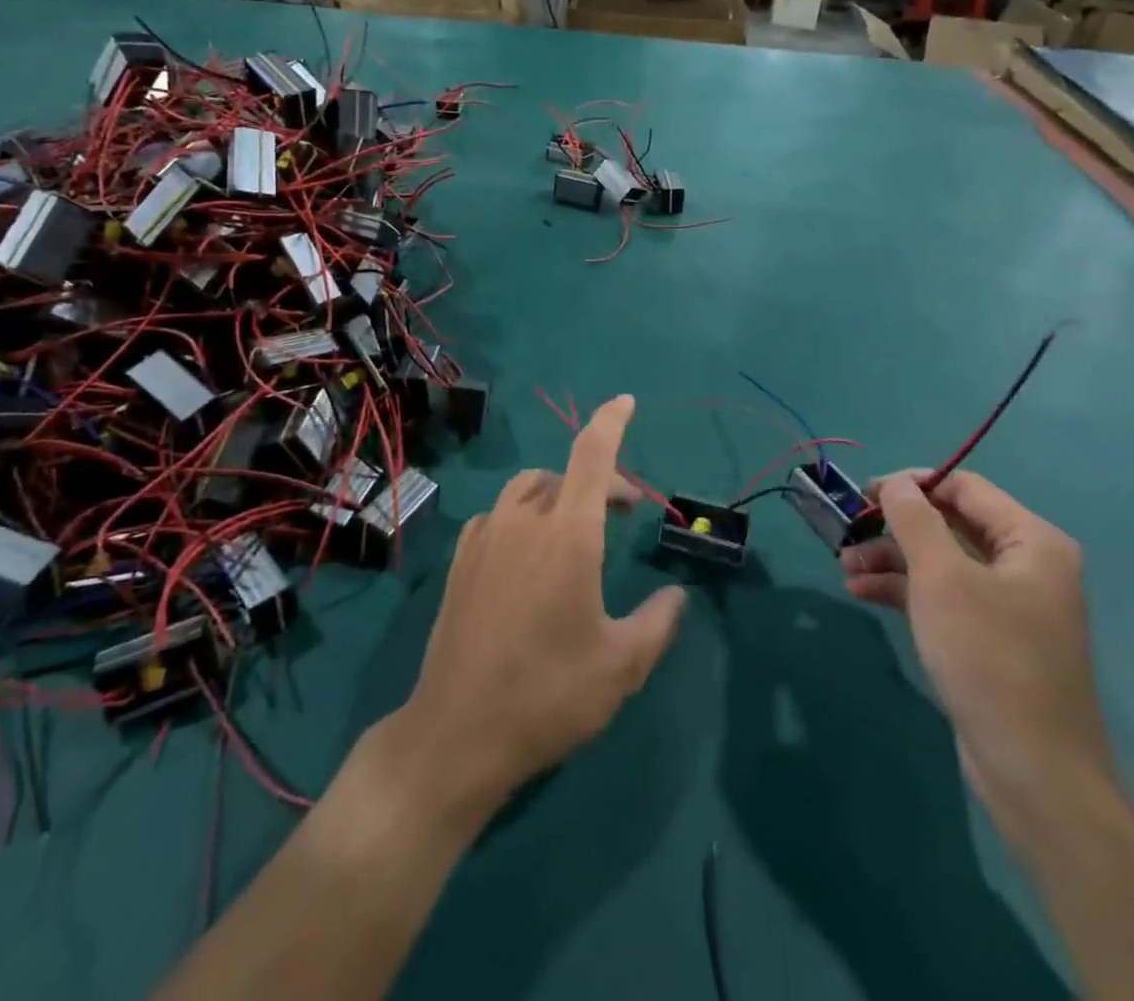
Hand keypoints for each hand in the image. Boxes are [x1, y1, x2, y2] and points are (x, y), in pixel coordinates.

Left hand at [396, 396, 686, 816]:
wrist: (457, 732)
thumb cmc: (548, 695)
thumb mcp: (621, 667)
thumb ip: (658, 623)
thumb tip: (676, 597)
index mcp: (568, 536)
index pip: (591, 456)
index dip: (611, 422)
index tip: (625, 401)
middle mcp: (523, 522)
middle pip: (563, 475)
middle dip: (599, 480)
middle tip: (624, 510)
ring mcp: (485, 538)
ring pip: (526, 490)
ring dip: (557, 493)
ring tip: (576, 527)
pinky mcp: (460, 560)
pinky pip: (497, 516)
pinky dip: (522, 516)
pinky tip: (527, 551)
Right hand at [840, 471, 1115, 835]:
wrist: (1033, 771)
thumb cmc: (989, 656)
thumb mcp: (942, 577)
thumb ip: (914, 519)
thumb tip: (895, 483)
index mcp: (1031, 541)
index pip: (964, 487)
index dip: (912, 484)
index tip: (864, 494)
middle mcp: (1024, 565)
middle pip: (949, 522)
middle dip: (895, 526)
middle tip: (849, 530)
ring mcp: (1006, 603)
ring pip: (939, 560)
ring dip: (890, 558)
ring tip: (845, 566)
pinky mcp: (987, 637)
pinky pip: (940, 595)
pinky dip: (902, 589)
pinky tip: (861, 592)